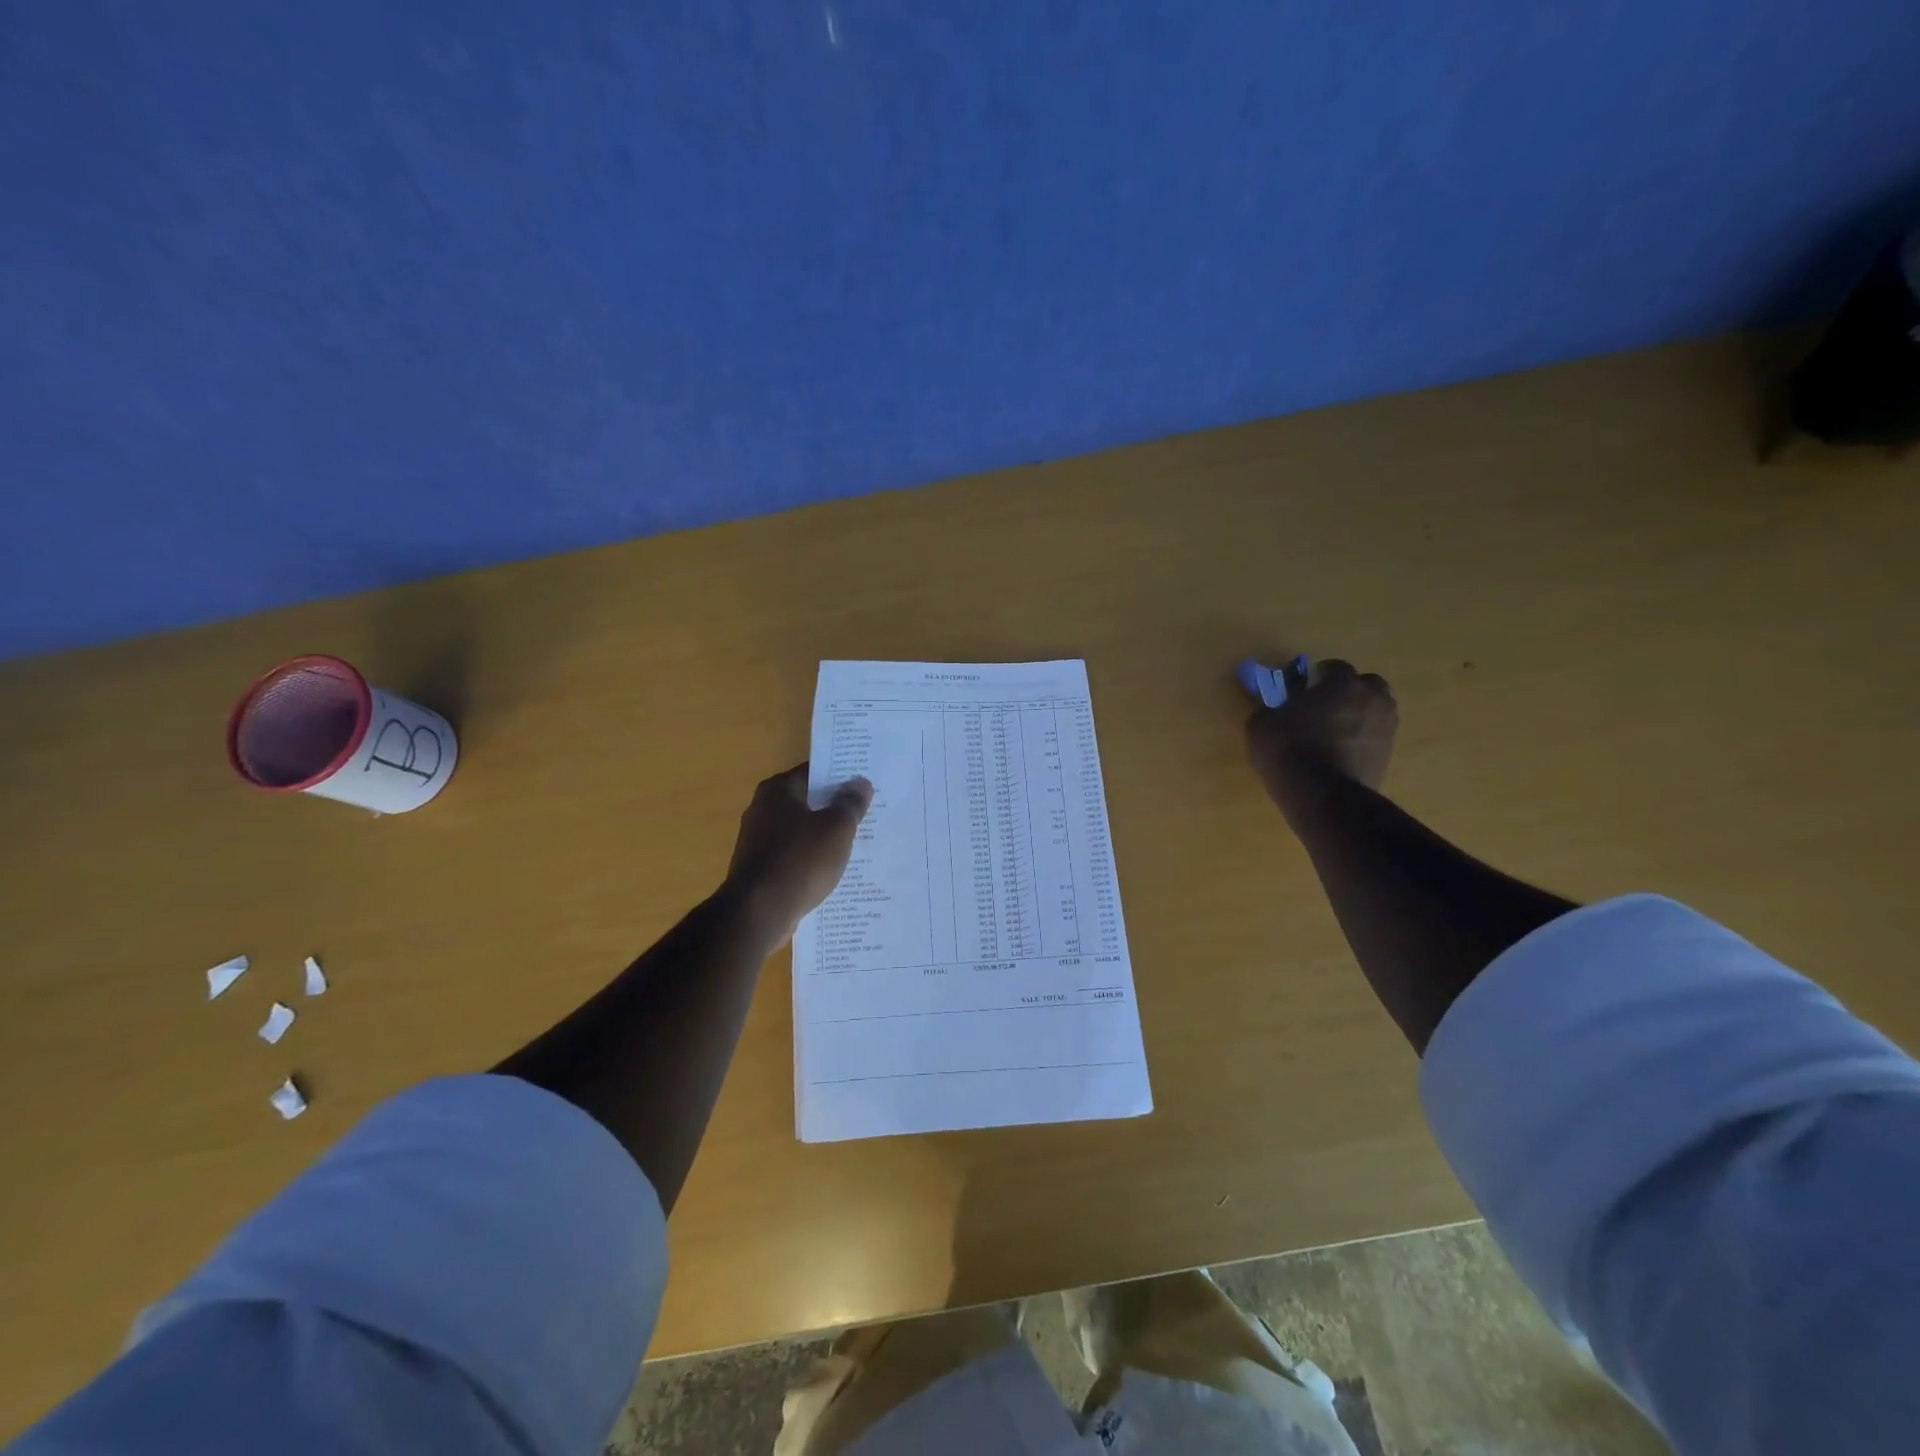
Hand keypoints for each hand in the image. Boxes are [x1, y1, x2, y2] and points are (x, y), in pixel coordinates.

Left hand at [723, 764, 872, 943]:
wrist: (758, 914)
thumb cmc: (800, 861)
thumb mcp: (837, 829)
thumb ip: (850, 803)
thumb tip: (860, 783)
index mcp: (778, 790)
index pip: (814, 772)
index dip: (841, 776)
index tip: (865, 784)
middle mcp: (763, 809)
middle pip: (808, 801)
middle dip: (835, 807)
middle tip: (868, 812)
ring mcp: (758, 840)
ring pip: (801, 830)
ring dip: (824, 835)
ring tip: (857, 842)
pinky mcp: (760, 868)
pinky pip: (794, 855)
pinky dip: (811, 858)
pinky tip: (833, 869)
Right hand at [1245, 659, 1397, 810]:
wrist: (1321, 794)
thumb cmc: (1288, 748)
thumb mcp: (1262, 723)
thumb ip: (1273, 707)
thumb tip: (1276, 707)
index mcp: (1343, 684)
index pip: (1336, 667)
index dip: (1320, 674)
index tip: (1306, 685)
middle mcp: (1372, 700)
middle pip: (1368, 685)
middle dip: (1351, 690)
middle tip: (1328, 704)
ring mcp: (1385, 729)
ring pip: (1377, 712)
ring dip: (1361, 715)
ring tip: (1336, 731)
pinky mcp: (1388, 757)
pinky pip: (1375, 738)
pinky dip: (1362, 740)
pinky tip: (1341, 752)